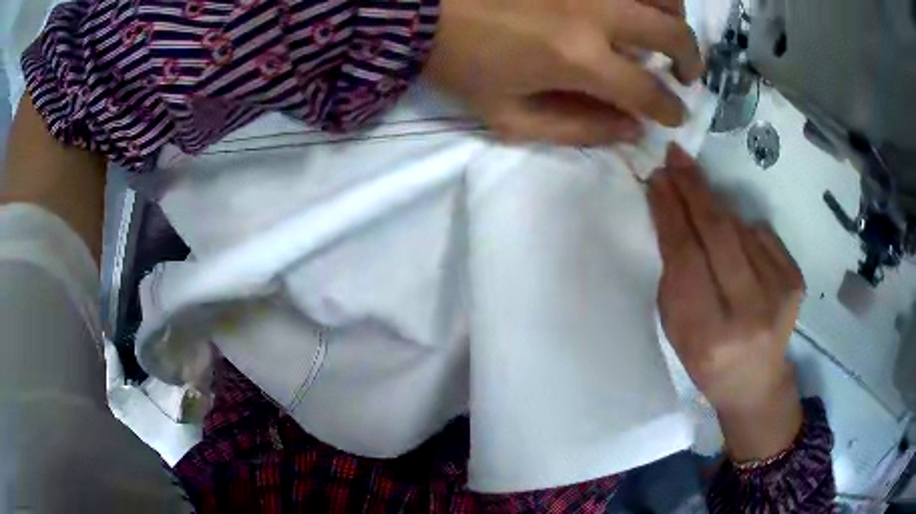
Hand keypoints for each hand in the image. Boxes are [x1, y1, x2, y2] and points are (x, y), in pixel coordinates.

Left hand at [423, 0, 702, 145]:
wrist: (422, 10)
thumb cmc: (461, 64)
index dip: (671, 109)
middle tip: (685, 73)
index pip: (649, 90)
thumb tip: (632, 130)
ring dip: (674, 17)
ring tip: (666, 31)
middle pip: (672, 33)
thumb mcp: (509, 116)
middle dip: (691, 60)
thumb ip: (578, 128)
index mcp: (578, 58)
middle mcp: (595, 12)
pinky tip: (637, 4)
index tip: (675, 114)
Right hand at [648, 144, 804, 460]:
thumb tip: (673, 212)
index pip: (687, 258)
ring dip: (716, 209)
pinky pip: (761, 234)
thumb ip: (675, 275)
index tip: (657, 178)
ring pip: (740, 228)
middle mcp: (749, 313)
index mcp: (709, 334)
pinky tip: (737, 244)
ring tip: (700, 203)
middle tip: (676, 158)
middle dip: (693, 190)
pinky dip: (744, 230)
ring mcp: (779, 294)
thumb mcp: (678, 328)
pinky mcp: (796, 281)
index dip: (671, 213)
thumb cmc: (707, 360)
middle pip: (718, 233)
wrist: (756, 382)